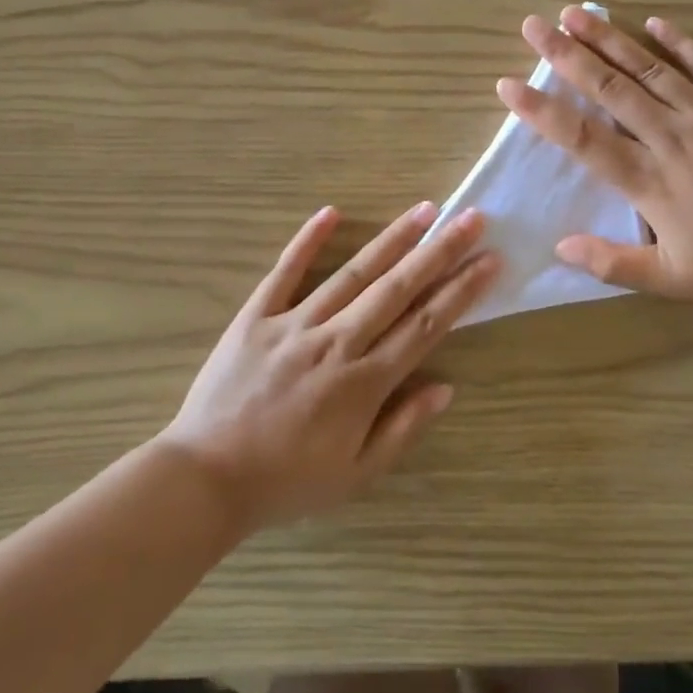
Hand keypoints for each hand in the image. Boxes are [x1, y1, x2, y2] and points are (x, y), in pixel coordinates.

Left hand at [160, 203, 499, 531]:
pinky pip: (284, 273)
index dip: (460, 291)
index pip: (424, 326)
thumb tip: (445, 387)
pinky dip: (306, 241)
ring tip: (424, 210)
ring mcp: (293, 325)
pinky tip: (330, 212)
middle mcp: (336, 343)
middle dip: (439, 252)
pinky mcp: (255, 318)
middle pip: (397, 289)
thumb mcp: (355, 474)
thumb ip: (402, 429)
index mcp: (364, 383)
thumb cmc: (286, 482)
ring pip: (352, 274)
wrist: (204, 480)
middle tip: (470, 218)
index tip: (488, 261)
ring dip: (392, 240)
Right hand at [496, 7, 692, 306]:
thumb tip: (559, 246)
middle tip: (533, 25)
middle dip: (566, 55)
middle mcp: (668, 137)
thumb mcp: (671, 279)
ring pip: (648, 68)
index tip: (508, 85)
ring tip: (576, 12)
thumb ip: (612, 264)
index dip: (541, 111)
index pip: (581, 138)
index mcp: (647, 180)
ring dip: (609, 39)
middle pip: (608, 89)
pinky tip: (654, 22)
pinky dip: (679, 42)